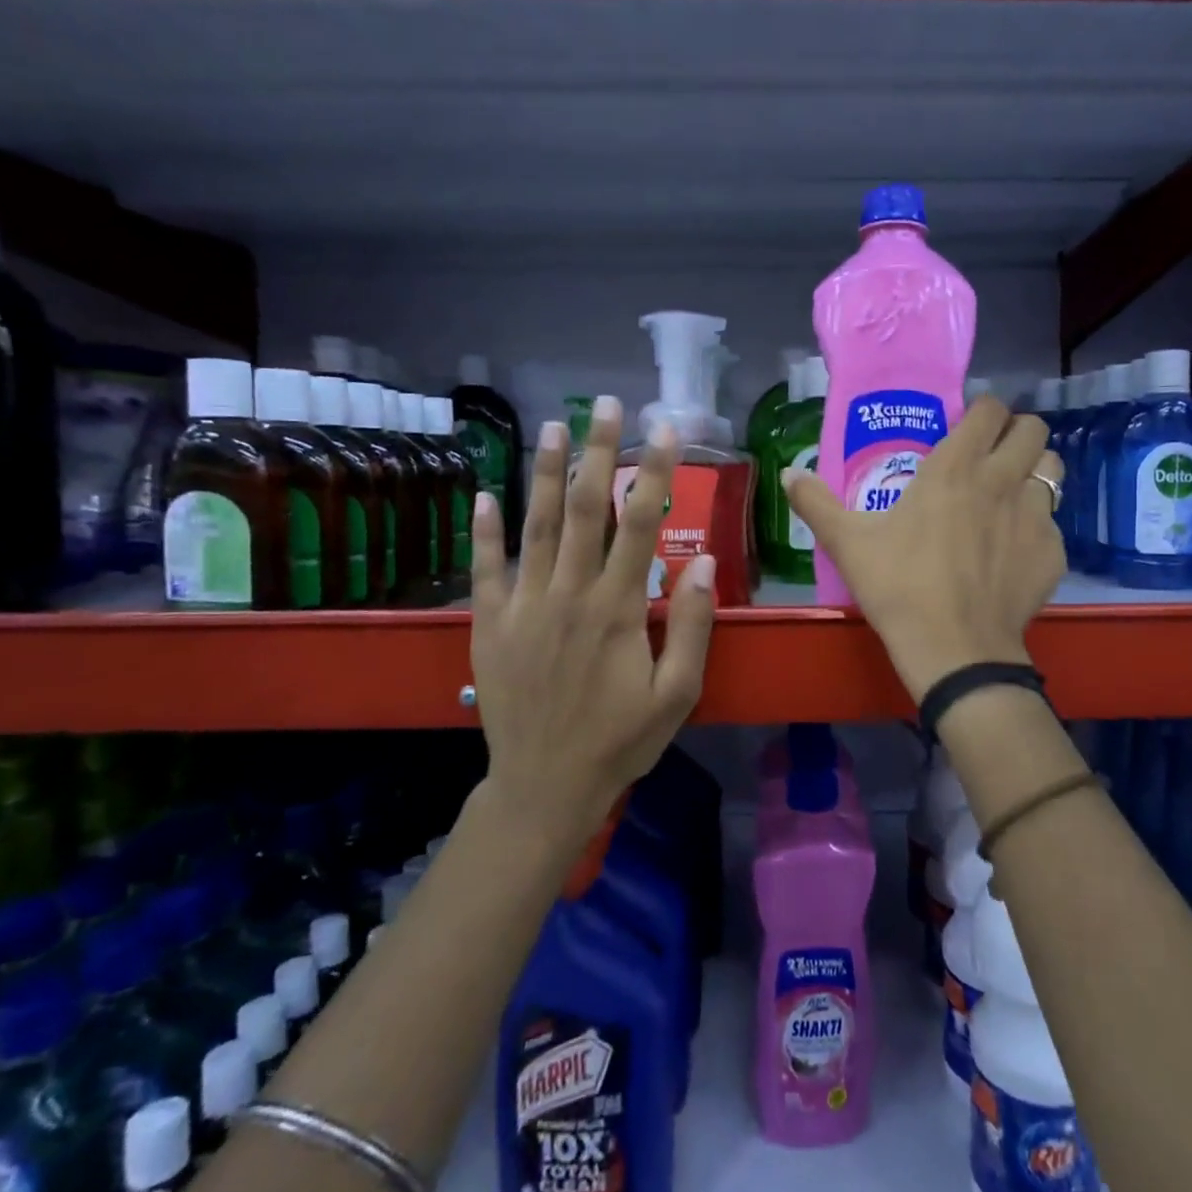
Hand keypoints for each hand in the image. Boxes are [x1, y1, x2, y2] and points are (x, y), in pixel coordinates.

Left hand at [468, 398, 715, 833]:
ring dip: (543, 472)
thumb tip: (706, 563)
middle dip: (598, 451)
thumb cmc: (621, 741)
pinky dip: (485, 529)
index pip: (641, 523)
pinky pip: (486, 568)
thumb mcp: (678, 694)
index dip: (655, 472)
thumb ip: (692, 626)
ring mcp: (524, 606)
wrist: (545, 787)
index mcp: (617, 608)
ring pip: (535, 525)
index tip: (665, 430)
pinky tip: (485, 493)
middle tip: (605, 404)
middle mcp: (569, 594)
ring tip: (552, 425)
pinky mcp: (490, 624)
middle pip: (584, 508)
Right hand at [785, 396, 1064, 701]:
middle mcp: (1003, 479)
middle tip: (992, 455)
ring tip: (1009, 495)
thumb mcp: (848, 543)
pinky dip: (1035, 528)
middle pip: (1033, 429)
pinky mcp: (1054, 552)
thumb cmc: (899, 586)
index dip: (982, 411)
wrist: (954, 649)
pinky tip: (1012, 553)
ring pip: (1052, 470)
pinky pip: (1052, 524)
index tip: (966, 427)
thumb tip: (787, 474)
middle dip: (1015, 433)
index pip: (989, 409)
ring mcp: (1036, 516)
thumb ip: (816, 503)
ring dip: (1033, 473)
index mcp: (955, 467)